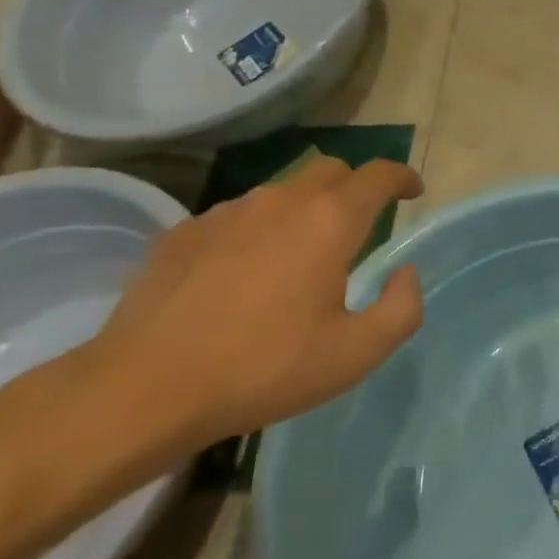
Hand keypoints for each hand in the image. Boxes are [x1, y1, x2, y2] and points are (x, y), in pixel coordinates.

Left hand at [70, 157, 424, 454]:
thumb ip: (401, 308)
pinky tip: (244, 273)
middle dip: (356, 188)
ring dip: (305, 210)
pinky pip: (237, 216)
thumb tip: (405, 273)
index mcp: (329, 222)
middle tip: (362, 227)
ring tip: (299, 257)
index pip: (377, 175)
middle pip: (331, 171)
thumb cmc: (264, 369)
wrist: (145, 388)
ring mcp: (226, 213)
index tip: (413, 191)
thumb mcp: (356, 354)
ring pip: (281, 191)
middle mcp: (281, 201)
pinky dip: (257, 231)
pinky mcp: (182, 231)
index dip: (402, 177)